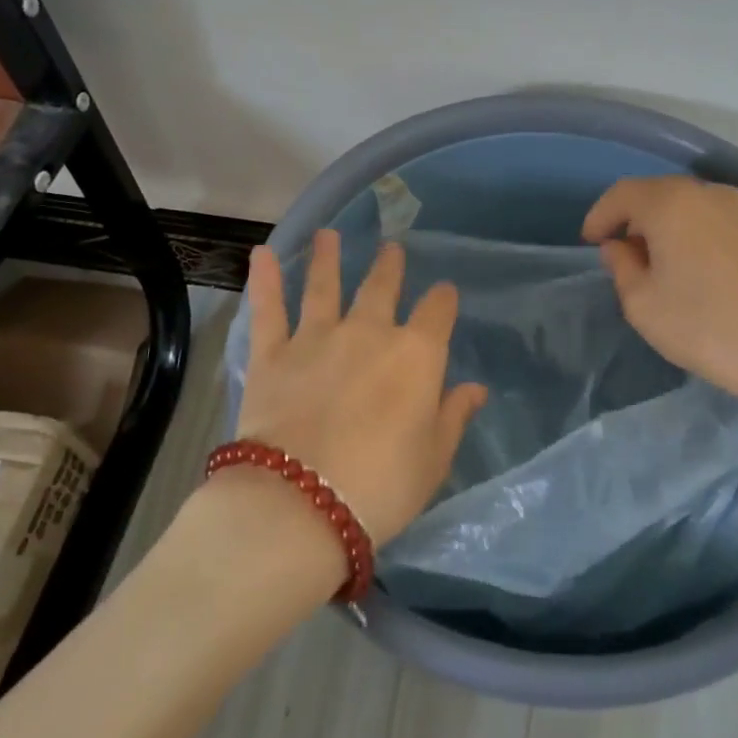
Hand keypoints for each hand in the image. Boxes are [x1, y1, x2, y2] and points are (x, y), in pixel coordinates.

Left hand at [232, 231, 487, 543]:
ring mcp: (317, 338)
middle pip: (381, 288)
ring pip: (324, 287)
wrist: (301, 503)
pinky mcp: (272, 355)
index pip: (438, 312)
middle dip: (389, 266)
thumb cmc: (382, 486)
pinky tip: (262, 255)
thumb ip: (454, 416)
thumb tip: (476, 388)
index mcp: (416, 355)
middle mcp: (369, 333)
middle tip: (392, 247)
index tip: (444, 295)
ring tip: (328, 235)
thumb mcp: (433, 459)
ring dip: (328, 258)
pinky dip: (265, 280)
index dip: (444, 300)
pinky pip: (268, 310)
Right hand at [582, 176, 737, 449]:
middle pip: (659, 195)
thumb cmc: (709, 328)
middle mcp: (709, 194)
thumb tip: (621, 247)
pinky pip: (720, 223)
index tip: (591, 242)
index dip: (601, 215)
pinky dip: (699, 237)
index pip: (623, 194)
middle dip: (635, 221)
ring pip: (692, 209)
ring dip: (669, 229)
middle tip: (623, 256)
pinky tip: (702, 273)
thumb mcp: (644, 306)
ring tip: (663, 267)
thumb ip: (623, 268)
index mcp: (672, 204)